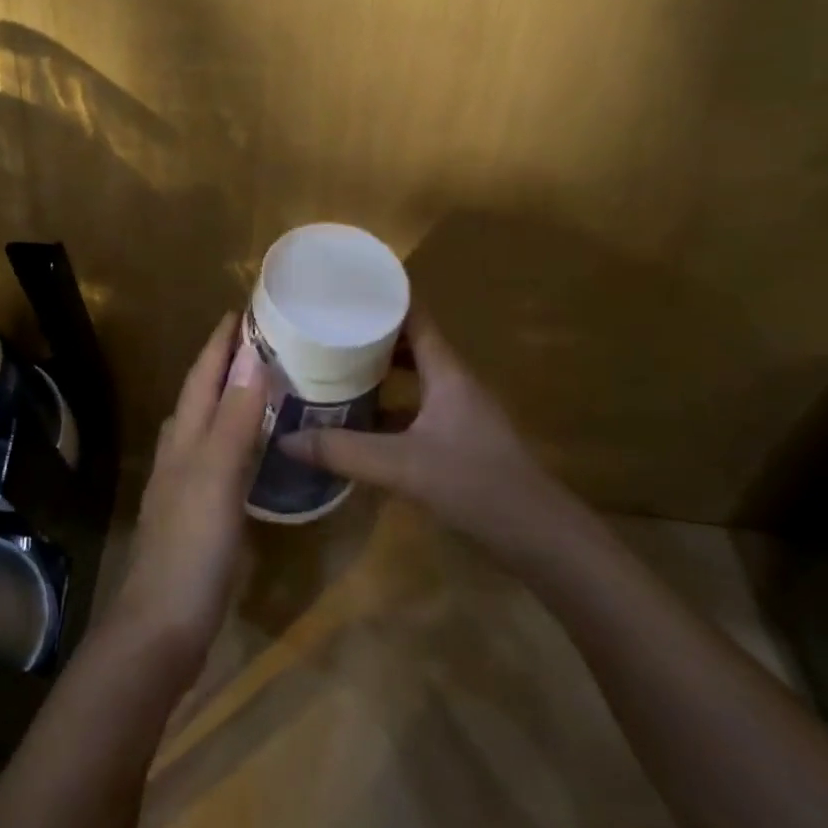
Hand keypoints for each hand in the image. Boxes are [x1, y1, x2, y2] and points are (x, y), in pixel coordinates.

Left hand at [105, 312, 265, 681]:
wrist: (163, 624)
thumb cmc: (192, 545)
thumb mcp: (218, 475)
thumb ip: (236, 418)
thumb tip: (252, 357)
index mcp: (184, 436)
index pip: (203, 376)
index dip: (220, 344)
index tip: (242, 311)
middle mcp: (180, 451)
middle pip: (202, 395)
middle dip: (224, 364)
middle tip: (260, 341)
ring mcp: (185, 483)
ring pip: (207, 425)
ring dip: (230, 399)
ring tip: (261, 384)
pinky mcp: (197, 513)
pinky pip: (219, 457)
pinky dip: (236, 438)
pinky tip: (252, 449)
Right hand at [278, 308, 570, 557]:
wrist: (541, 539)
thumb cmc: (477, 485)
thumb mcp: (402, 466)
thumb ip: (343, 451)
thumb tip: (286, 438)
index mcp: (447, 373)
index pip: (415, 317)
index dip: (383, 298)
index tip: (343, 288)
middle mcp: (454, 384)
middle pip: (409, 344)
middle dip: (369, 335)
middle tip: (324, 328)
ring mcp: (459, 413)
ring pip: (412, 378)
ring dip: (377, 371)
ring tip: (332, 367)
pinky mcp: (458, 441)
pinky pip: (414, 408)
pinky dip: (387, 406)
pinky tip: (357, 420)